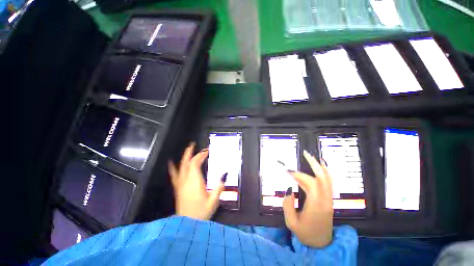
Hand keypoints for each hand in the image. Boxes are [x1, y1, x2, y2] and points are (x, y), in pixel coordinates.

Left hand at [168, 143, 225, 219]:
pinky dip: (173, 167)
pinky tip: (171, 163)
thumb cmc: (201, 212)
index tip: (206, 151)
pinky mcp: (178, 188)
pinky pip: (174, 175)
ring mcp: (180, 184)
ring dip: (184, 157)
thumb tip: (224, 175)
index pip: (196, 163)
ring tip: (187, 150)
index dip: (201, 155)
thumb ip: (219, 187)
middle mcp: (186, 180)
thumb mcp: (214, 201)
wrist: (187, 225)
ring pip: (181, 167)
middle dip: (190, 153)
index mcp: (195, 182)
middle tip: (193, 145)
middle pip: (187, 163)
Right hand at [283, 150, 333, 247]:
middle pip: (323, 177)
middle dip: (315, 164)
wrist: (322, 244)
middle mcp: (325, 200)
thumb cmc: (306, 234)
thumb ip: (287, 205)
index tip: (288, 172)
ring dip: (320, 166)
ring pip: (328, 179)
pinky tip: (319, 167)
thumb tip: (289, 189)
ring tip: (312, 157)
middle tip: (306, 153)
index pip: (310, 183)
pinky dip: (324, 173)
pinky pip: (328, 183)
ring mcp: (329, 199)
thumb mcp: (292, 223)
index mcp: (316, 205)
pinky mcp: (329, 200)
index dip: (299, 175)